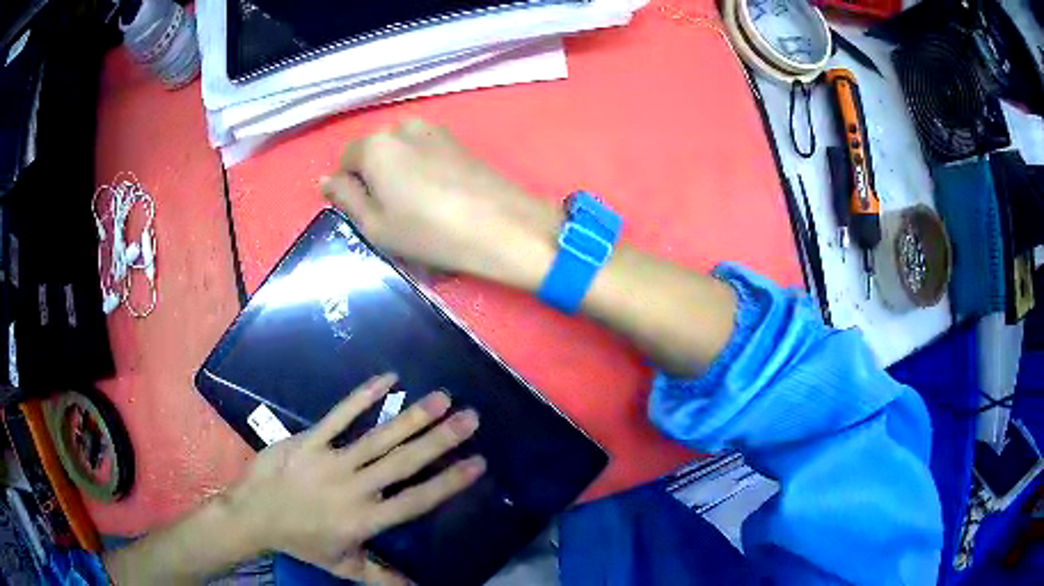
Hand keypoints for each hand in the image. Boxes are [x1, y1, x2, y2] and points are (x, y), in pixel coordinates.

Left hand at [228, 374, 484, 583]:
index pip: (415, 501)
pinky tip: (387, 378)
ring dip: (411, 417)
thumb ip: (383, 577)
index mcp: (364, 520)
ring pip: (377, 437)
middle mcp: (353, 489)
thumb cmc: (302, 541)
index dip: (448, 482)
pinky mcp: (308, 440)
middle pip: (403, 463)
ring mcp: (329, 461)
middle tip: (471, 417)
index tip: (478, 463)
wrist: (253, 515)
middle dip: (440, 440)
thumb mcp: (344, 566)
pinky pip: (337, 415)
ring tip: (442, 397)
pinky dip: (362, 397)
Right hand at [320, 119, 561, 290]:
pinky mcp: (458, 141)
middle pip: (374, 151)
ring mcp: (435, 130)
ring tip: (419, 204)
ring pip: (400, 151)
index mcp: (376, 145)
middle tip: (393, 212)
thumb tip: (327, 179)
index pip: (346, 159)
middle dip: (374, 176)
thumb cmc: (429, 232)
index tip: (367, 212)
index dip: (350, 187)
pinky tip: (440, 195)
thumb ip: (346, 198)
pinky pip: (424, 152)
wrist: (502, 226)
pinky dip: (422, 169)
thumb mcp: (375, 225)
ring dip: (399, 171)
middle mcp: (403, 127)